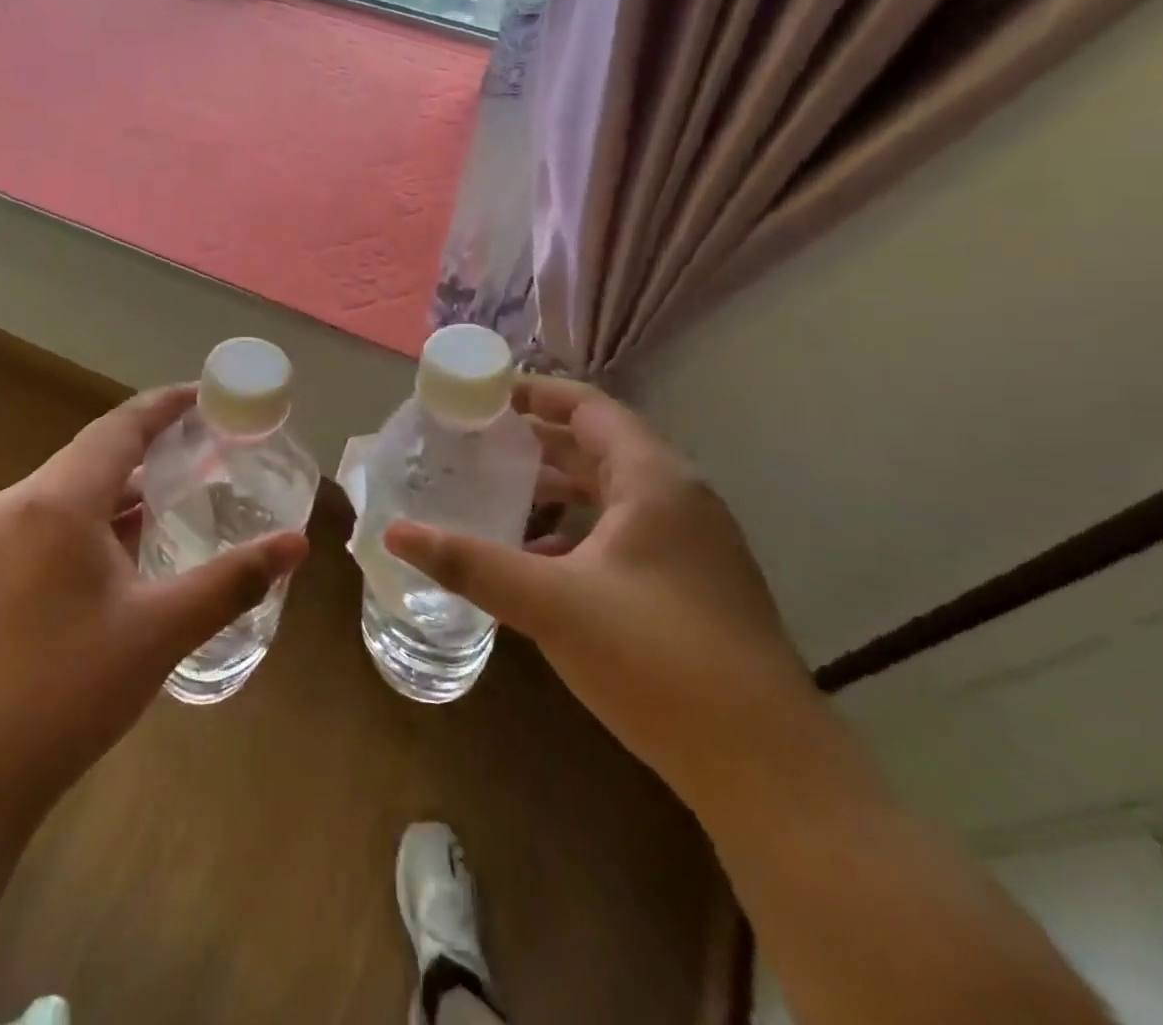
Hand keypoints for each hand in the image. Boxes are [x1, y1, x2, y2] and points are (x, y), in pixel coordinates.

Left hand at [0, 385, 308, 832]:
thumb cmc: (66, 692)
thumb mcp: (159, 631)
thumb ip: (231, 581)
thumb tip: (296, 545)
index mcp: (57, 501)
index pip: (120, 427)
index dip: (166, 404)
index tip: (208, 394)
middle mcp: (18, 503)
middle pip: (94, 452)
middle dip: (150, 443)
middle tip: (205, 446)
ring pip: (69, 488)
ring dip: (122, 484)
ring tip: (175, 490)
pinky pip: (49, 520)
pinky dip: (94, 516)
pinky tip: (123, 547)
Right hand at [384, 376, 815, 800]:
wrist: (767, 769)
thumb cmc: (657, 659)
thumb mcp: (551, 604)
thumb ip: (471, 564)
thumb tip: (395, 534)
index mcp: (654, 481)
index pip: (589, 408)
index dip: (535, 393)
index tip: (482, 395)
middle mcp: (678, 500)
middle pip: (598, 446)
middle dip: (535, 441)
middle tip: (474, 442)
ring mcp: (692, 545)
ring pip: (611, 494)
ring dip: (556, 488)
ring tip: (495, 492)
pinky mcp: (692, 585)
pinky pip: (623, 533)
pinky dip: (578, 530)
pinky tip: (537, 559)